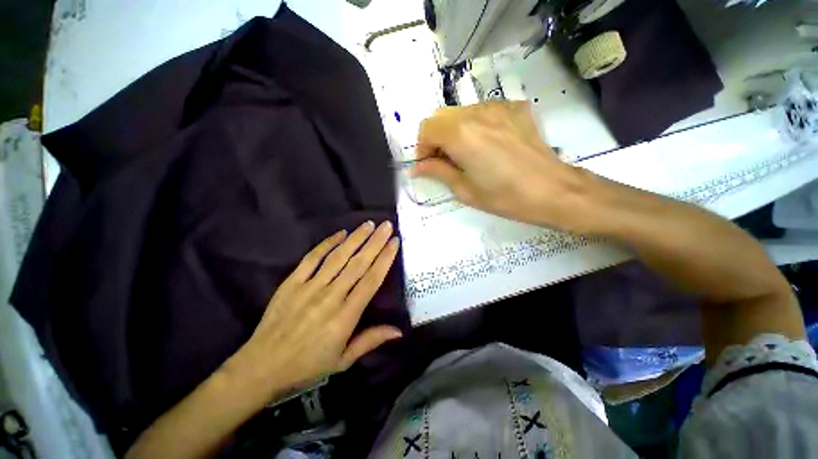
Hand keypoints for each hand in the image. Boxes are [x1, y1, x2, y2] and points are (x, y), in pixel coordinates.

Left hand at [225, 221, 401, 401]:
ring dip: (354, 239)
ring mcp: (308, 287)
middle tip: (387, 226)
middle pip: (356, 265)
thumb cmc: (307, 367)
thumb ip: (368, 341)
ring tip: (369, 225)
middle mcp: (329, 297)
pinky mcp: (291, 283)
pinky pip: (311, 259)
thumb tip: (398, 330)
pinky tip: (339, 235)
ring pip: (336, 258)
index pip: (370, 282)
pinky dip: (326, 245)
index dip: (384, 260)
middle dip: (374, 243)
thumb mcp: (342, 361)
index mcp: (345, 318)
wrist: (267, 362)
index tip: (395, 243)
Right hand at [412, 101, 584, 228]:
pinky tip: (494, 141)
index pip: (426, 128)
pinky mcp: (514, 108)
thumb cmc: (508, 196)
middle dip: (439, 136)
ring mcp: (497, 107)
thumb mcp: (468, 191)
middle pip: (442, 116)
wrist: (553, 189)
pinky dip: (482, 122)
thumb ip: (438, 173)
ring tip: (475, 151)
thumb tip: (418, 167)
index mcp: (459, 133)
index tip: (431, 165)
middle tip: (450, 159)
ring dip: (460, 128)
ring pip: (464, 111)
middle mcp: (475, 112)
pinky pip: (487, 110)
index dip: (423, 147)